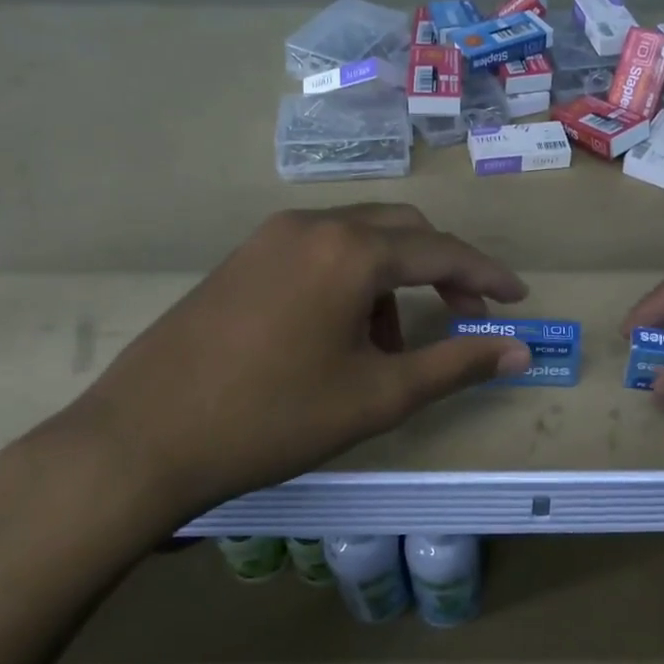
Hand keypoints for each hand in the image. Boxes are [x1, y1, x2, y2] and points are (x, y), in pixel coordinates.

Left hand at [28, 206, 529, 546]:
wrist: (143, 438)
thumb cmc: (274, 418)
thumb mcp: (378, 396)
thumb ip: (455, 365)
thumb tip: (520, 351)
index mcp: (350, 251)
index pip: (441, 250)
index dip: (486, 276)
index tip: (518, 300)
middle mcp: (312, 225)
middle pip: (401, 230)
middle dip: (442, 269)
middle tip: (465, 318)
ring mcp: (269, 238)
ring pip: (357, 239)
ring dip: (393, 278)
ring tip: (391, 344)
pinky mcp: (241, 259)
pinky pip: (317, 252)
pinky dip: (350, 280)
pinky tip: (340, 333)